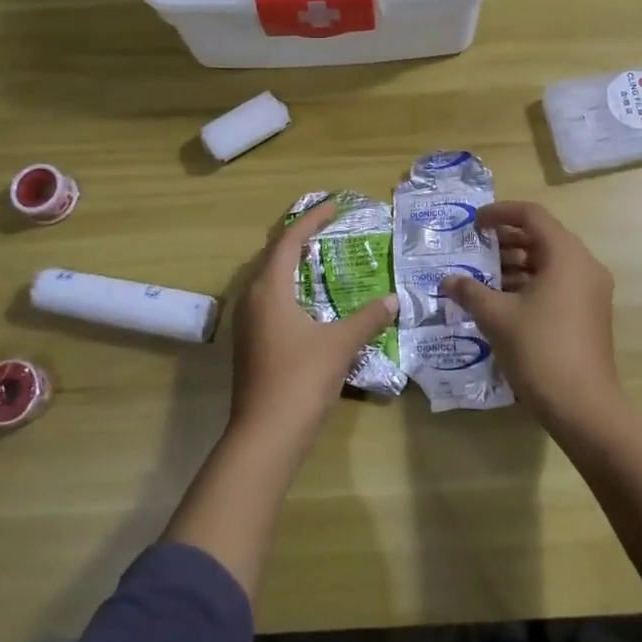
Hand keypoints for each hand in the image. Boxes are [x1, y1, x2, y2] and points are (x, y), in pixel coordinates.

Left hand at [229, 198, 398, 447]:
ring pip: (267, 280)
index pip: (290, 240)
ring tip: (319, 260)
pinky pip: (267, 301)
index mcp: (270, 289)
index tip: (333, 205)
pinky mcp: (249, 344)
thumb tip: (394, 300)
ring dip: (291, 265)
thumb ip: (368, 318)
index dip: (312, 219)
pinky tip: (308, 304)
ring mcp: (247, 323)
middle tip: (328, 229)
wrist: (265, 435)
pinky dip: (288, 289)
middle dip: (299, 238)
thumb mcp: (340, 344)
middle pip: (273, 256)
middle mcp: (252, 299)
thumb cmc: (301, 379)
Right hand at [443, 201, 620, 427]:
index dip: (500, 213)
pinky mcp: (590, 314)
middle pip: (543, 237)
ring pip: (550, 262)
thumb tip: (448, 281)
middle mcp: (584, 265)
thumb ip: (470, 292)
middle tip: (476, 249)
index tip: (474, 223)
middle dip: (506, 240)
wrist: (583, 407)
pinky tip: (503, 301)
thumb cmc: (540, 350)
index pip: (532, 215)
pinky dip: (531, 283)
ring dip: (517, 264)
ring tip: (483, 278)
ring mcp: (591, 291)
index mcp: (566, 255)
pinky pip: (558, 283)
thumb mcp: (497, 317)